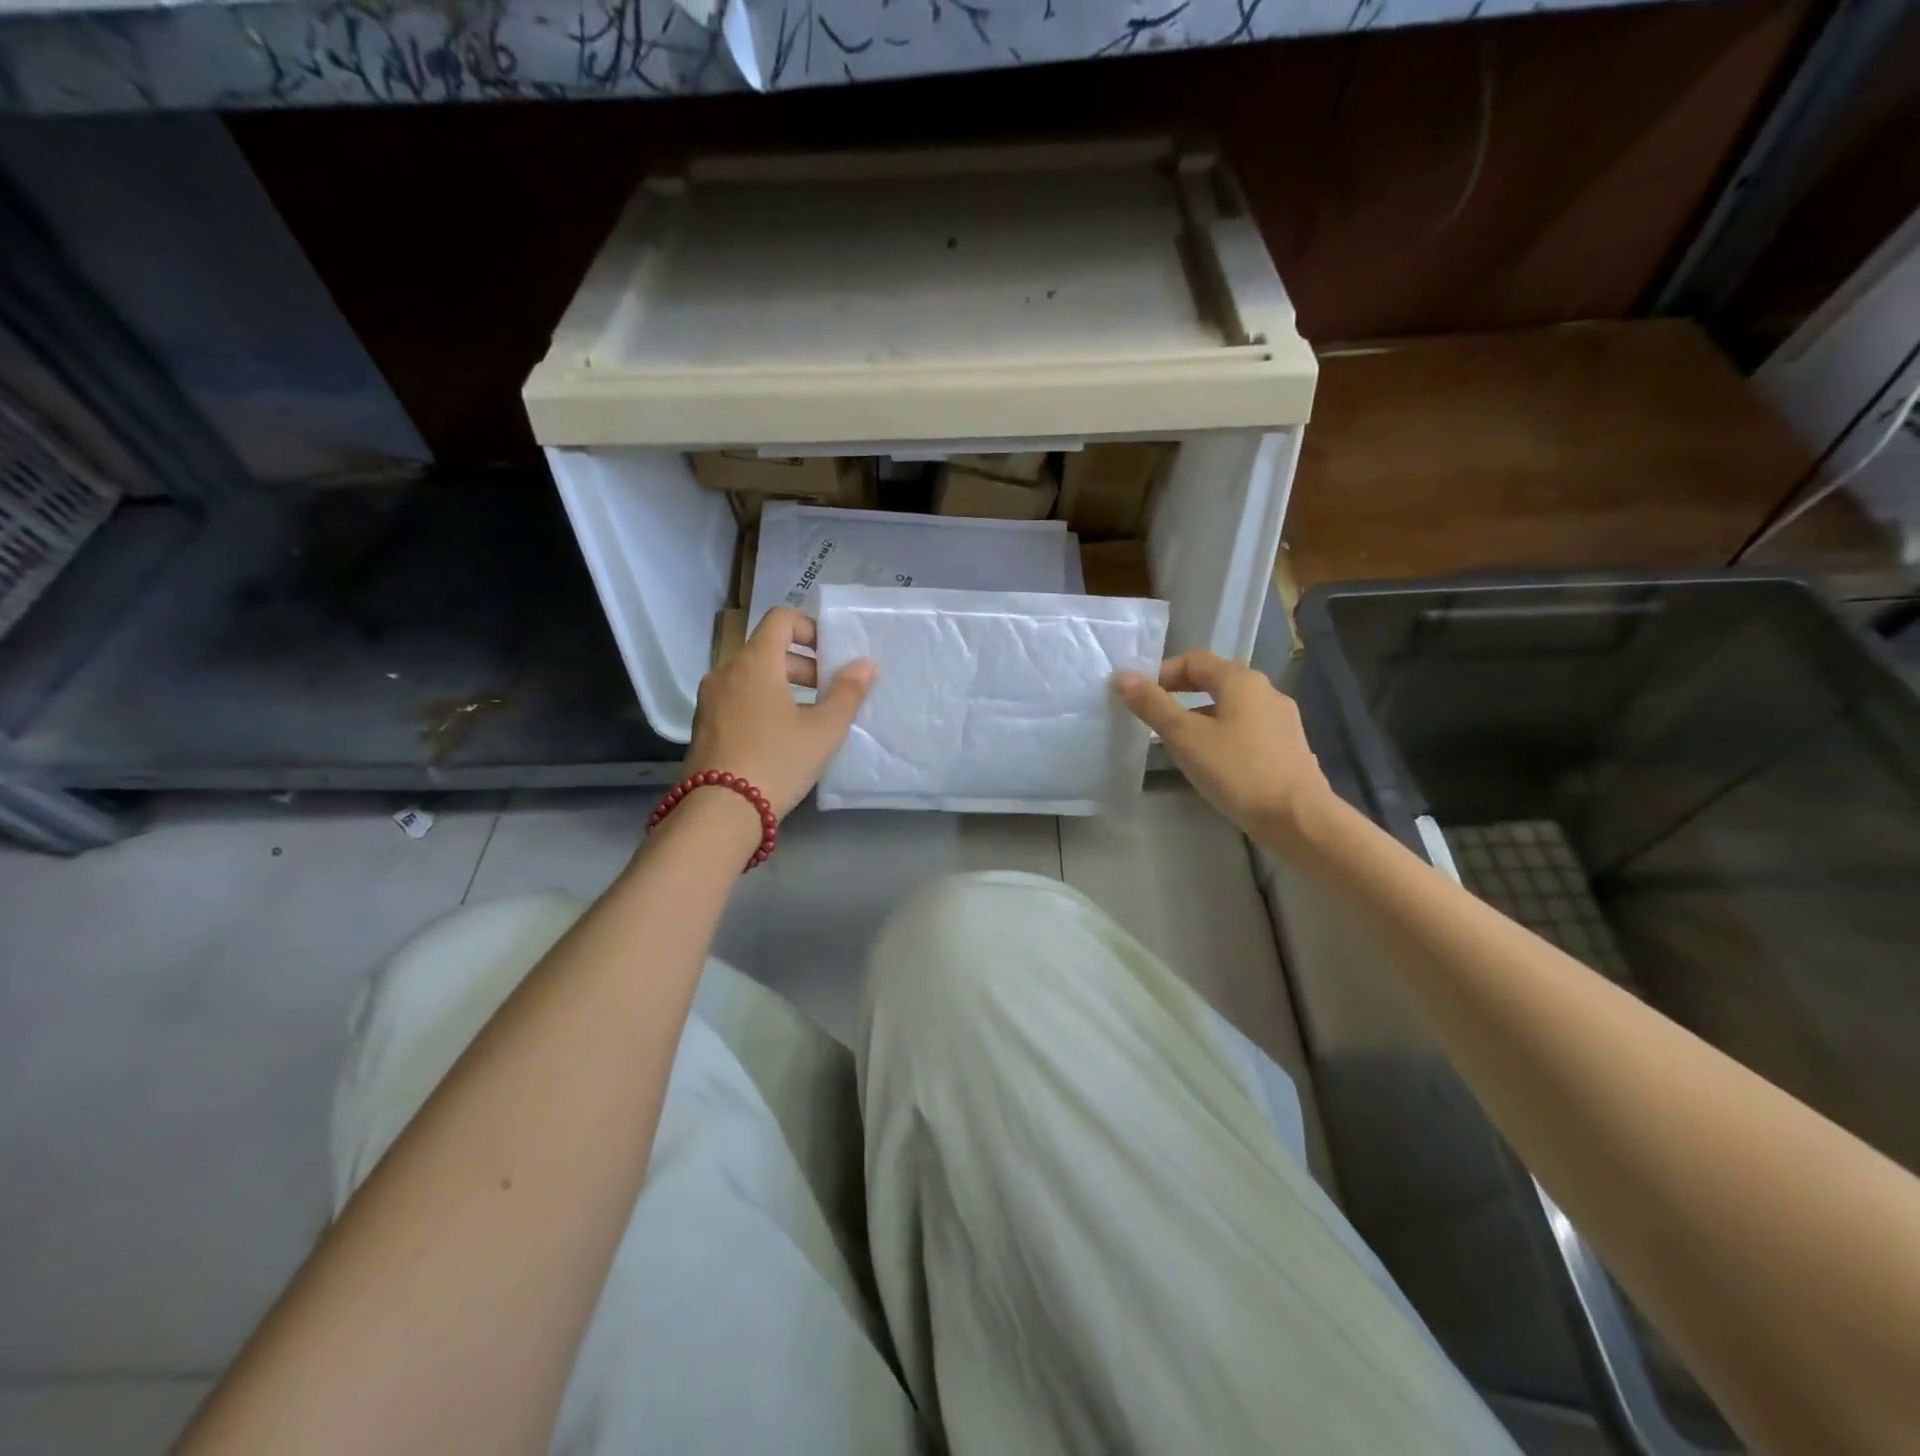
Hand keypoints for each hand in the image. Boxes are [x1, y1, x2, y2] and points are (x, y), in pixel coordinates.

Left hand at [686, 607, 874, 817]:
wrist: (720, 811)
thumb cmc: (778, 761)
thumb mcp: (824, 729)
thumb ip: (847, 693)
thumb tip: (865, 665)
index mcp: (755, 662)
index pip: (781, 619)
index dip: (810, 628)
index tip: (831, 655)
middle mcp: (726, 671)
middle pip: (767, 649)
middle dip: (802, 664)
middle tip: (828, 692)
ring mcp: (709, 698)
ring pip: (751, 676)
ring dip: (782, 685)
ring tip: (807, 718)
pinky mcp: (703, 724)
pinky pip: (737, 698)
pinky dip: (761, 702)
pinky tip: (779, 737)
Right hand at [1115, 651, 1332, 846]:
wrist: (1298, 818)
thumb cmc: (1237, 771)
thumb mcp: (1185, 738)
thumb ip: (1153, 705)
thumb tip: (1123, 676)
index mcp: (1241, 680)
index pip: (1194, 660)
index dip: (1163, 672)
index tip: (1140, 696)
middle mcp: (1265, 691)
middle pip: (1215, 680)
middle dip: (1180, 693)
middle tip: (1153, 716)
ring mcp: (1281, 719)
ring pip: (1231, 706)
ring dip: (1200, 715)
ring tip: (1177, 742)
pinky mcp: (1288, 746)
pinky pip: (1246, 728)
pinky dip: (1222, 733)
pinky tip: (1212, 761)